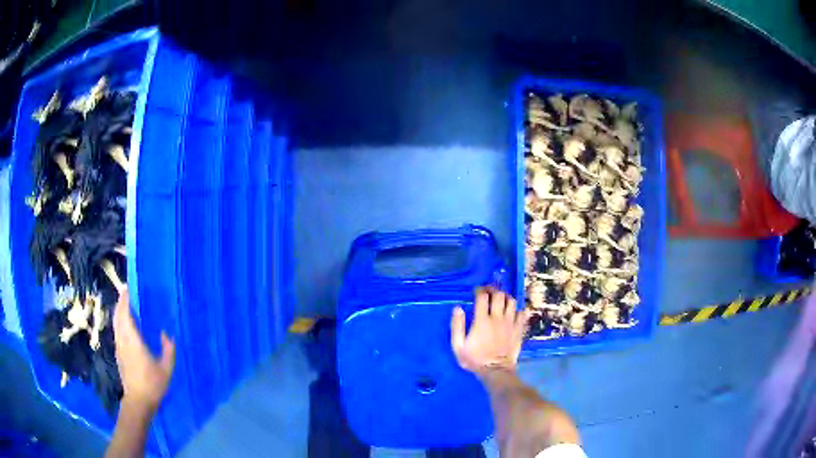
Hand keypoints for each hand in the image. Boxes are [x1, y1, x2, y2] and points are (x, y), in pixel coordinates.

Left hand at [113, 288, 175, 412]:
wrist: (138, 401)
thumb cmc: (153, 384)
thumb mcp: (166, 368)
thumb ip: (168, 350)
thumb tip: (166, 334)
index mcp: (133, 340)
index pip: (125, 314)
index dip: (125, 300)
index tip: (128, 288)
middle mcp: (122, 340)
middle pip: (117, 315)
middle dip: (121, 302)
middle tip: (129, 293)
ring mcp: (119, 347)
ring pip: (115, 323)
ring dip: (119, 311)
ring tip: (128, 306)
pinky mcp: (118, 353)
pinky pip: (117, 331)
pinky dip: (120, 322)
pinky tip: (127, 325)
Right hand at [450, 287, 528, 377]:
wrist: (496, 371)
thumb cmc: (475, 359)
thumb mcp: (458, 346)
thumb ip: (456, 326)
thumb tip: (457, 308)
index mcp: (482, 320)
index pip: (482, 296)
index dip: (479, 290)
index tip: (477, 291)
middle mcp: (497, 317)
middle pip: (499, 295)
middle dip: (493, 290)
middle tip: (489, 293)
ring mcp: (510, 323)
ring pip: (512, 301)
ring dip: (506, 298)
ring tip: (501, 301)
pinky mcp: (519, 329)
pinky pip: (522, 313)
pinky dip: (518, 310)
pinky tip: (513, 313)